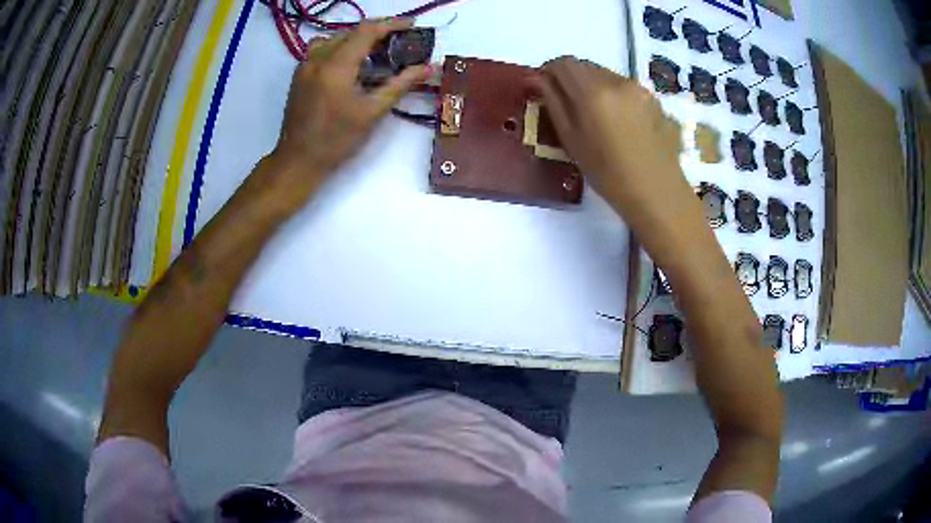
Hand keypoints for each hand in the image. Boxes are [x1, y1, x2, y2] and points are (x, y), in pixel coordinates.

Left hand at [262, 19, 429, 205]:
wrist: (298, 161)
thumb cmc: (337, 140)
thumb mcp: (373, 112)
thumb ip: (401, 84)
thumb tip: (429, 67)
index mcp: (336, 66)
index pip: (367, 31)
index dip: (392, 24)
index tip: (412, 25)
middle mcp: (318, 58)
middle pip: (351, 32)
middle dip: (376, 32)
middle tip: (398, 43)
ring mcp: (305, 66)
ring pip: (334, 39)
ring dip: (356, 40)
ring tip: (374, 53)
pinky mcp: (299, 75)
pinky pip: (321, 50)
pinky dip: (340, 49)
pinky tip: (350, 66)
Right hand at [531, 57, 692, 224]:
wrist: (656, 192)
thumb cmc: (608, 173)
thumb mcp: (571, 139)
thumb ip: (553, 103)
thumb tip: (538, 79)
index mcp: (593, 91)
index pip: (563, 63)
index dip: (550, 71)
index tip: (545, 88)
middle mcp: (617, 81)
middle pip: (586, 66)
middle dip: (573, 79)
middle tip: (570, 106)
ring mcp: (640, 88)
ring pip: (607, 75)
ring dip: (595, 87)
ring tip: (597, 117)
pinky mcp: (654, 99)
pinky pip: (626, 88)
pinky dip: (615, 96)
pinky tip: (620, 123)